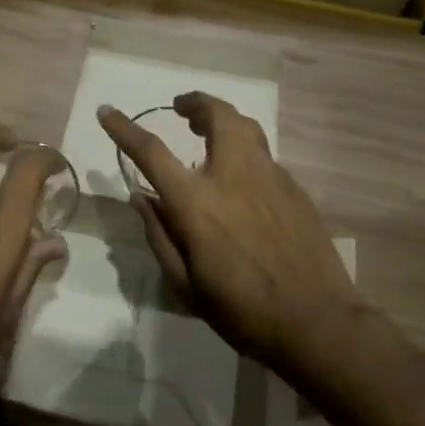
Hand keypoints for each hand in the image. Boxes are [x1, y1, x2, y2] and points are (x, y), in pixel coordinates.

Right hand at [100, 94, 362, 369]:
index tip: (107, 111)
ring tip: (210, 132)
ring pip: (246, 127)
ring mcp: (270, 178)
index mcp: (197, 203)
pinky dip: (245, 152)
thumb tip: (141, 197)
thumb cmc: (242, 311)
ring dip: (223, 120)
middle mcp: (233, 177)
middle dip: (196, 103)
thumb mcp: (185, 285)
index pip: (152, 152)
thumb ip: (159, 236)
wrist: (317, 322)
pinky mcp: (294, 188)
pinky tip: (242, 179)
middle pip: (217, 116)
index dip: (124, 128)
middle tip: (182, 109)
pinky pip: (264, 156)